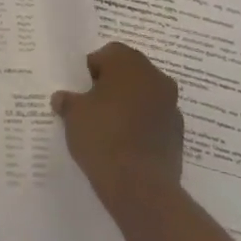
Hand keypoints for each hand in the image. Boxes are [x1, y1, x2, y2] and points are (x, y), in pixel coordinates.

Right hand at [52, 41, 182, 212]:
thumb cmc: (102, 137)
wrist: (140, 186)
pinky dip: (143, 125)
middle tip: (94, 107)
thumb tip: (62, 98)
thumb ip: (68, 101)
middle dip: (113, 85)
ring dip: (130, 104)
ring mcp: (171, 104)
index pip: (106, 54)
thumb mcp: (73, 115)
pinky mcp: (178, 132)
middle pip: (129, 72)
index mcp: (128, 62)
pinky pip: (155, 119)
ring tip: (110, 128)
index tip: (81, 92)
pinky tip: (127, 144)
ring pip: (144, 95)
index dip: (91, 71)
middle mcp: (154, 76)